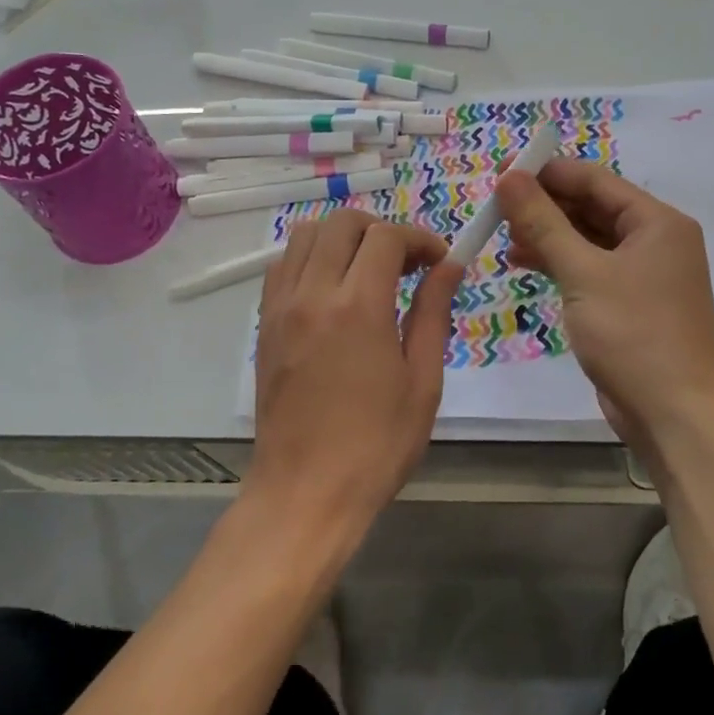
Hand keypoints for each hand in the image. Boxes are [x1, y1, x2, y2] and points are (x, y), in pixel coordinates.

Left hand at [250, 210, 461, 537]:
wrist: (305, 492)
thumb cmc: (376, 445)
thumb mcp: (421, 382)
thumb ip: (433, 313)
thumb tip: (448, 266)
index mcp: (359, 307)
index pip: (387, 237)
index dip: (420, 238)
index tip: (439, 261)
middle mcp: (313, 293)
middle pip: (342, 222)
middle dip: (381, 230)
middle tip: (406, 265)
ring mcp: (281, 307)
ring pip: (305, 235)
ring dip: (342, 239)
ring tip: (367, 272)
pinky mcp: (264, 325)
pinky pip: (283, 266)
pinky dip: (311, 259)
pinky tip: (333, 291)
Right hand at [497, 159, 713, 439]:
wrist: (673, 413)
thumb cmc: (633, 334)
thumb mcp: (582, 273)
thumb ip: (543, 223)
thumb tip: (508, 177)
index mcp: (657, 223)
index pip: (596, 180)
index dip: (548, 173)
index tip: (502, 172)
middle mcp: (655, 241)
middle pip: (592, 208)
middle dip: (544, 205)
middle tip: (496, 205)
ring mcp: (643, 274)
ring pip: (587, 239)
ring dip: (547, 235)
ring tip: (502, 234)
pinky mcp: (628, 303)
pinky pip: (589, 268)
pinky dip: (558, 263)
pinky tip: (523, 262)